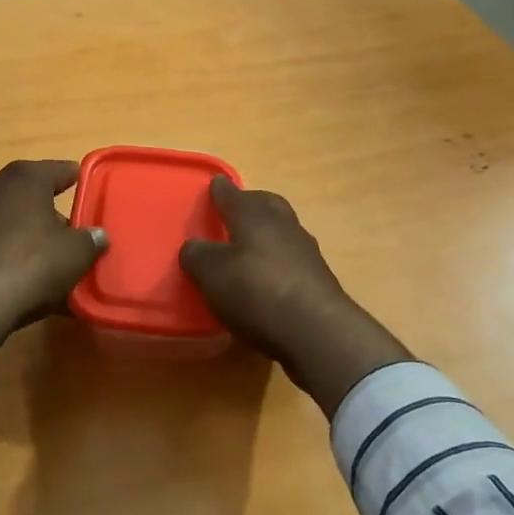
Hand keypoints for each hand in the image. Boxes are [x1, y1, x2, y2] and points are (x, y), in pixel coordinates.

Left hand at [0, 160, 107, 381]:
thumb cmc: (30, 266)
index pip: (56, 170)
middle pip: (26, 191)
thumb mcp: (75, 254)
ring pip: (3, 215)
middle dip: (46, 207)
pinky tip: (13, 270)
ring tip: (40, 253)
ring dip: (21, 228)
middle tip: (66, 228)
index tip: (84, 183)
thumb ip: (90, 240)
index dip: (73, 177)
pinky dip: (1, 247)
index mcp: (24, 178)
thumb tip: (97, 235)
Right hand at [180, 178, 411, 415]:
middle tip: (235, 211)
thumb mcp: (212, 274)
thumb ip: (198, 256)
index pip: (233, 195)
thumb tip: (193, 247)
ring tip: (250, 248)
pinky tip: (268, 278)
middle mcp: (283, 226)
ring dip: (268, 234)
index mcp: (253, 216)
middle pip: (267, 205)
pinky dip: (279, 261)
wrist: (316, 331)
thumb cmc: (256, 292)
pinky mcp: (319, 280)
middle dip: (251, 204)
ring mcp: (306, 252)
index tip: (216, 183)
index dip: (221, 190)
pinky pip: (293, 259)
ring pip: (283, 231)